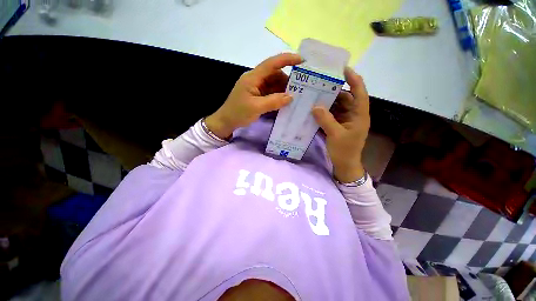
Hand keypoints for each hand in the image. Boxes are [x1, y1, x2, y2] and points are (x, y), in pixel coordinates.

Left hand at [205, 53, 302, 138]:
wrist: (226, 121)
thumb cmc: (238, 113)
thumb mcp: (256, 107)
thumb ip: (274, 101)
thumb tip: (291, 97)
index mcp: (253, 77)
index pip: (272, 64)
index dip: (287, 60)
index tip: (302, 61)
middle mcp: (256, 79)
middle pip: (275, 74)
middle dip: (287, 80)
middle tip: (301, 89)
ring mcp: (257, 87)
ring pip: (274, 84)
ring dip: (284, 89)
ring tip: (295, 97)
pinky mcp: (258, 95)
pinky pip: (271, 92)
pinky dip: (279, 96)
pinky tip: (285, 102)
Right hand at [312, 67, 369, 182]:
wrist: (344, 165)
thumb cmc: (344, 151)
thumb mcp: (335, 135)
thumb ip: (326, 120)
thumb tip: (315, 106)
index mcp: (359, 115)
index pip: (359, 92)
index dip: (354, 79)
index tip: (343, 69)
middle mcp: (353, 114)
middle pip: (346, 97)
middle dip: (334, 90)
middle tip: (320, 83)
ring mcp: (345, 120)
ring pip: (337, 106)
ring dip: (327, 101)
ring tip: (315, 94)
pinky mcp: (338, 125)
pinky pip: (331, 114)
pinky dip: (324, 111)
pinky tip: (314, 108)